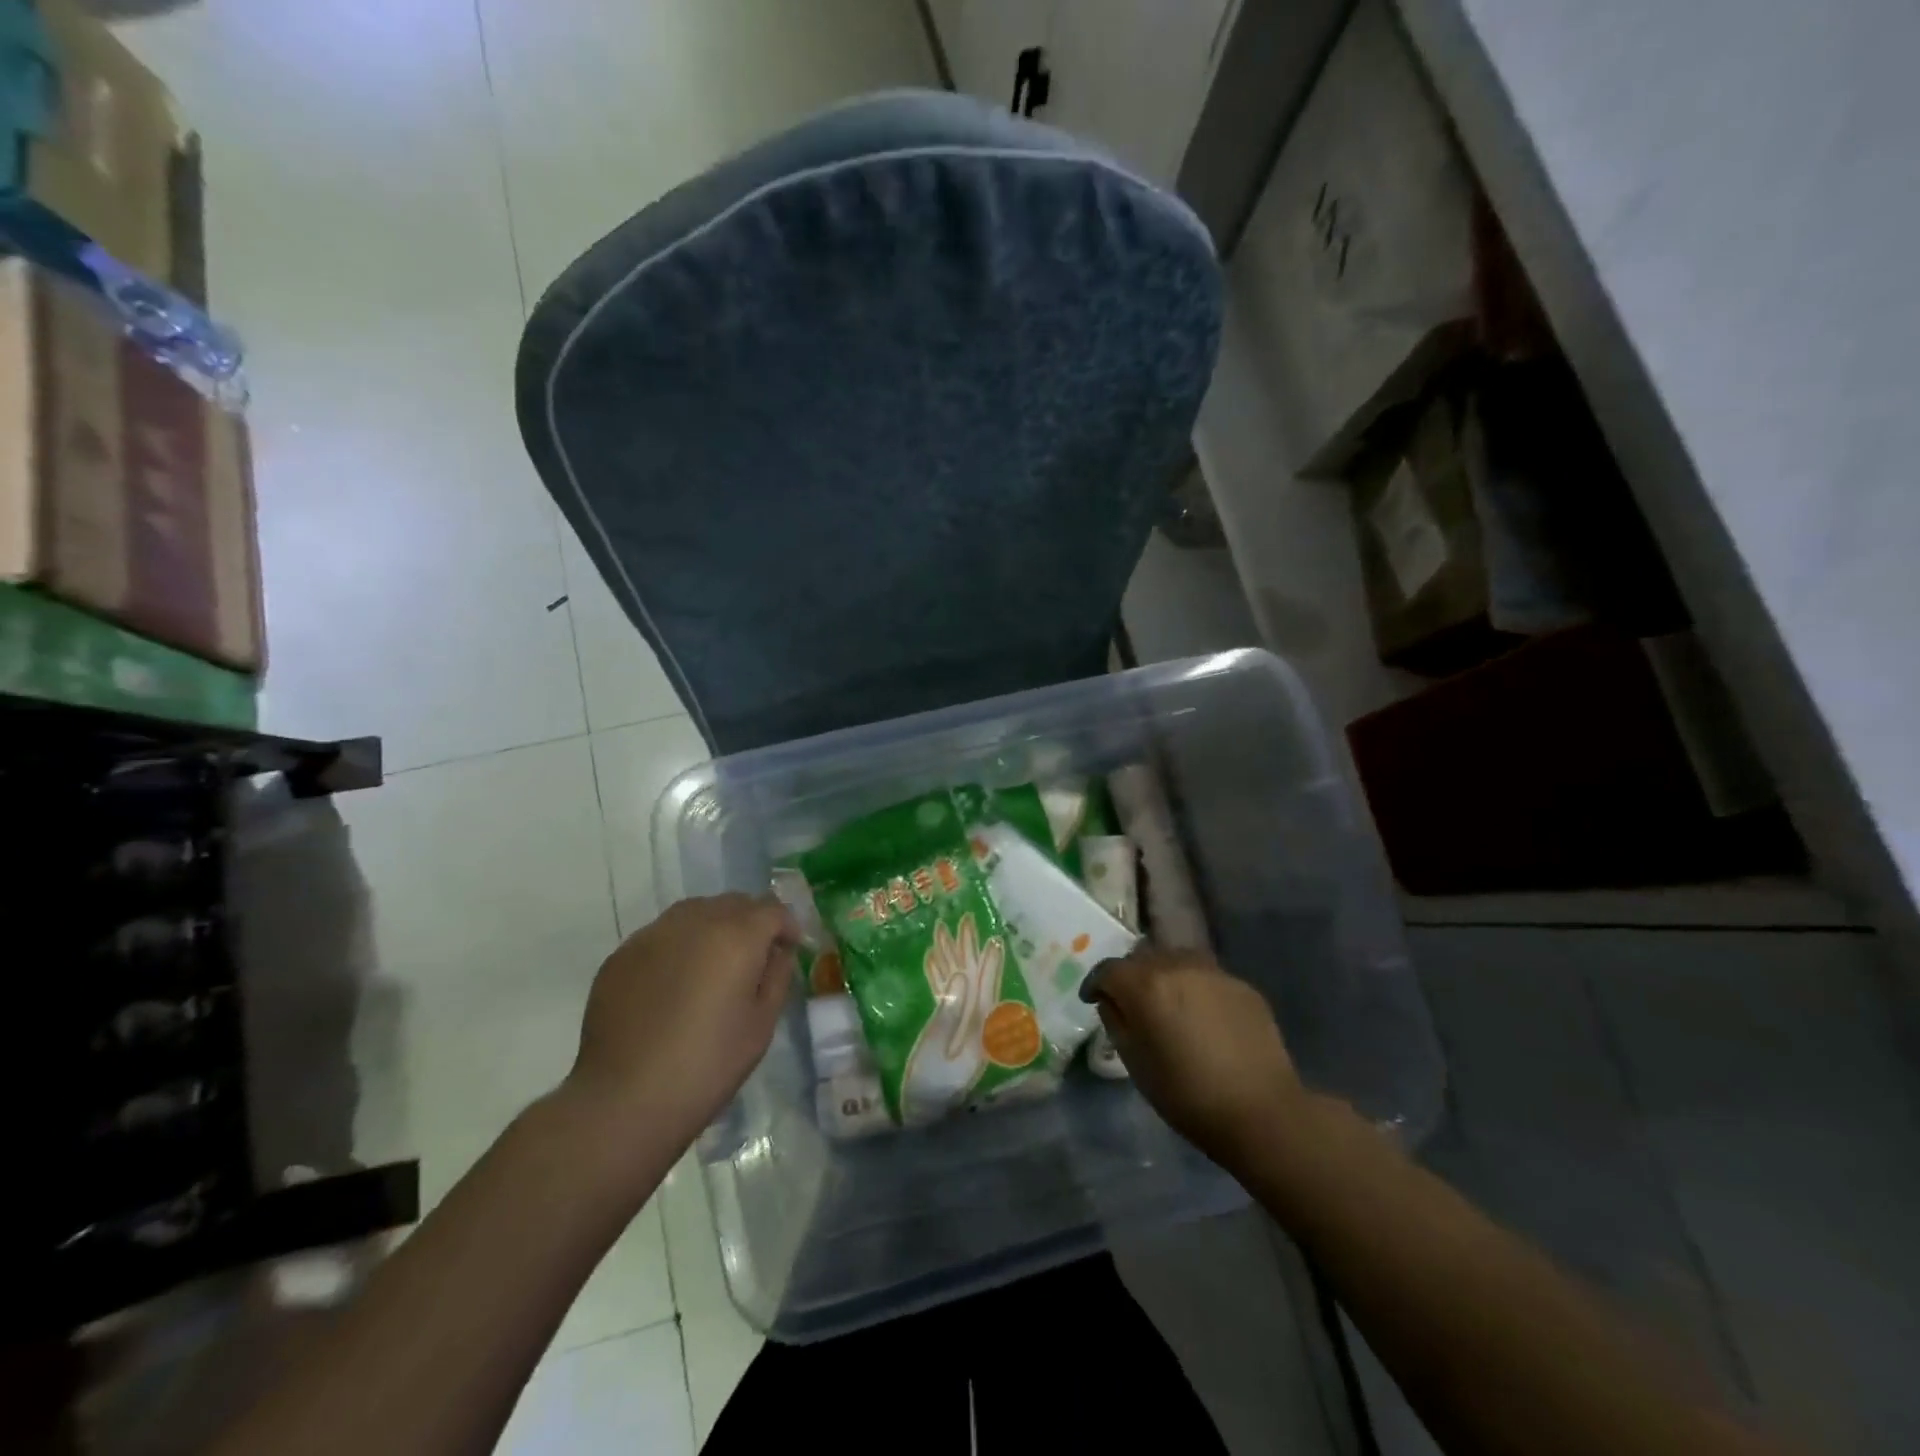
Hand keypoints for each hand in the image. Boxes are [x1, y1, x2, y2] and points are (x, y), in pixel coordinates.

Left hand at [563, 894, 797, 1150]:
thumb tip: (777, 952)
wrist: (624, 1099)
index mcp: (736, 936)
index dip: (787, 926)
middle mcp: (695, 922)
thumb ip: (776, 977)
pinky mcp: (622, 954)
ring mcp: (653, 934)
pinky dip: (679, 946)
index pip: (772, 910)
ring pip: (695, 912)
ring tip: (713, 966)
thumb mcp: (761, 1025)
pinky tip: (675, 983)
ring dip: (714, 927)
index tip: (790, 949)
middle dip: (751, 922)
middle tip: (754, 958)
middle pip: (733, 903)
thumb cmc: (707, 1065)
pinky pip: (662, 934)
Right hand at [1083, 947, 1305, 1169]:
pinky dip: (1196, 989)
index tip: (1093, 999)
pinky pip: (1207, 977)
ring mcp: (1214, 972)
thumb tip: (1112, 1001)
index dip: (1096, 984)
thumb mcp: (1135, 1064)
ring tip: (1168, 1003)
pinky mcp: (1242, 985)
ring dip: (1164, 976)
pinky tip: (1203, 1018)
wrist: (1262, 1112)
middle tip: (1131, 1003)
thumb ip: (1117, 1022)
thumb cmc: (1187, 1095)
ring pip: (1176, 960)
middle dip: (1131, 976)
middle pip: (1142, 958)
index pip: (1108, 970)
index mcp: (1146, 985)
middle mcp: (1178, 965)